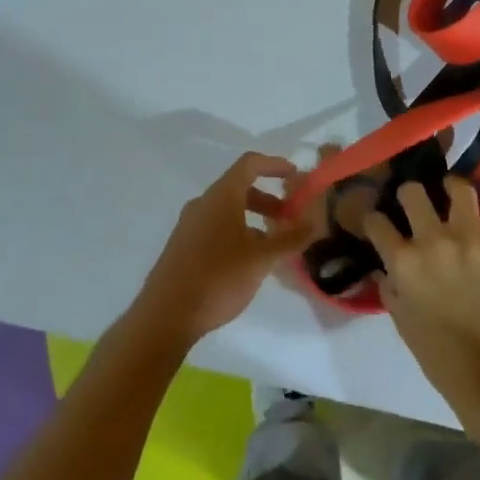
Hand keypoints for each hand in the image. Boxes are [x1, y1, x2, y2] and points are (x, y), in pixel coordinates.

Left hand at [132, 152, 308, 349]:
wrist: (165, 315)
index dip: (274, 165)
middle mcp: (203, 203)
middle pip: (239, 187)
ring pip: (227, 210)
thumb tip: (314, 223)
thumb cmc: (218, 278)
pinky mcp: (182, 246)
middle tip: (289, 219)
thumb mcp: (261, 259)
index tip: (295, 176)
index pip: (250, 164)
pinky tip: (246, 262)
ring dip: (253, 218)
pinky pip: (215, 227)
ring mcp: (189, 224)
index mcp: (221, 196)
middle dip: (268, 199)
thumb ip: (290, 239)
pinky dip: (237, 232)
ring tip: (271, 246)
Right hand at [364, 177, 479, 409]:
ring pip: (459, 189)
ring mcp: (471, 239)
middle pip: (413, 192)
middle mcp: (434, 240)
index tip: (378, 222)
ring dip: (452, 190)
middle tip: (415, 202)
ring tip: (452, 193)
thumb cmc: (439, 354)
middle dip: (409, 194)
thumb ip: (390, 288)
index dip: (373, 219)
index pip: (376, 221)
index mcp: (404, 261)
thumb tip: (385, 269)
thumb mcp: (402, 321)